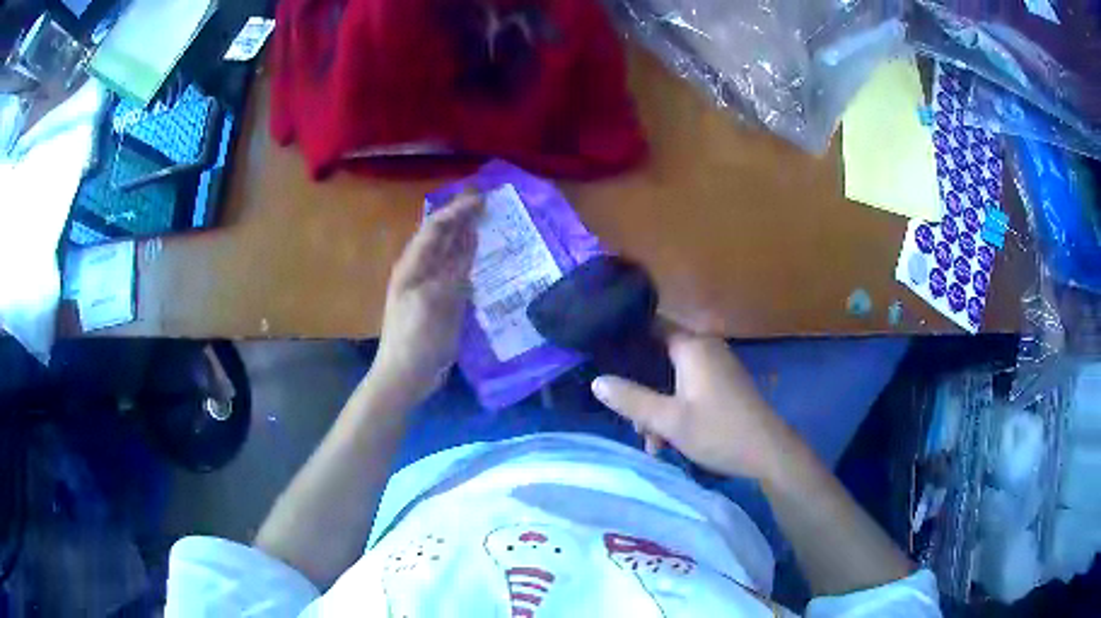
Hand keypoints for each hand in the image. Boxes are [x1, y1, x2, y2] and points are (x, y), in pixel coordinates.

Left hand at [372, 192, 481, 402]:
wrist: (406, 375)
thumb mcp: (434, 302)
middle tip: (488, 200)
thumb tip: (468, 244)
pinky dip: (470, 258)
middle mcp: (422, 270)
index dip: (457, 210)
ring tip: (488, 219)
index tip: (482, 198)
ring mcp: (433, 286)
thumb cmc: (415, 338)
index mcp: (413, 265)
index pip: (436, 227)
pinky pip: (458, 272)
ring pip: (451, 252)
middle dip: (462, 216)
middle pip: (443, 236)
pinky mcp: (443, 302)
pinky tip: (482, 254)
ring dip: (467, 234)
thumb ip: (451, 272)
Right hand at [591, 329, 800, 481]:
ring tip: (653, 443)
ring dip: (657, 408)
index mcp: (693, 346)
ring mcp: (717, 366)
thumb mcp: (669, 420)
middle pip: (659, 358)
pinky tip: (669, 441)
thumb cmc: (719, 432)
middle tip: (632, 423)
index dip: (625, 341)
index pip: (650, 326)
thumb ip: (631, 399)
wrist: (768, 453)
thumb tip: (597, 381)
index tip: (602, 359)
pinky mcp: (723, 384)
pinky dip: (675, 409)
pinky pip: (688, 388)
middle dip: (641, 390)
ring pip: (672, 379)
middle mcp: (705, 348)